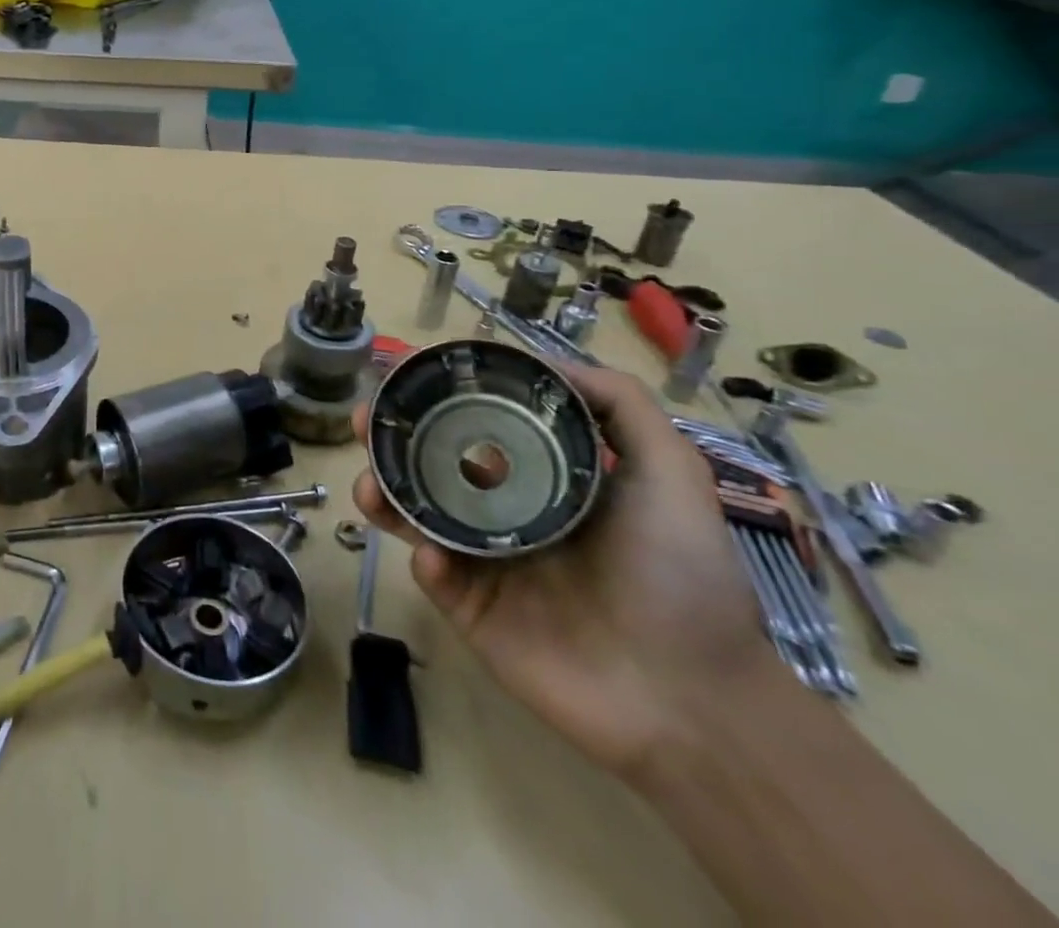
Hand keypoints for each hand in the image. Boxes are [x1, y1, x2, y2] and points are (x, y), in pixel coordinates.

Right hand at [353, 364, 777, 777]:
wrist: (694, 700)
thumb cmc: (681, 576)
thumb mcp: (671, 473)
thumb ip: (621, 405)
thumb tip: (541, 358)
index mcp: (540, 480)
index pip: (474, 429)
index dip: (436, 401)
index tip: (403, 376)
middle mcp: (503, 513)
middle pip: (429, 465)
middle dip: (389, 439)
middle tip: (364, 422)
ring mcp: (484, 564)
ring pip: (415, 515)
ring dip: (383, 493)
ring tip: (369, 485)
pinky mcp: (472, 611)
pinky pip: (433, 576)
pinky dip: (425, 560)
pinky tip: (434, 558)